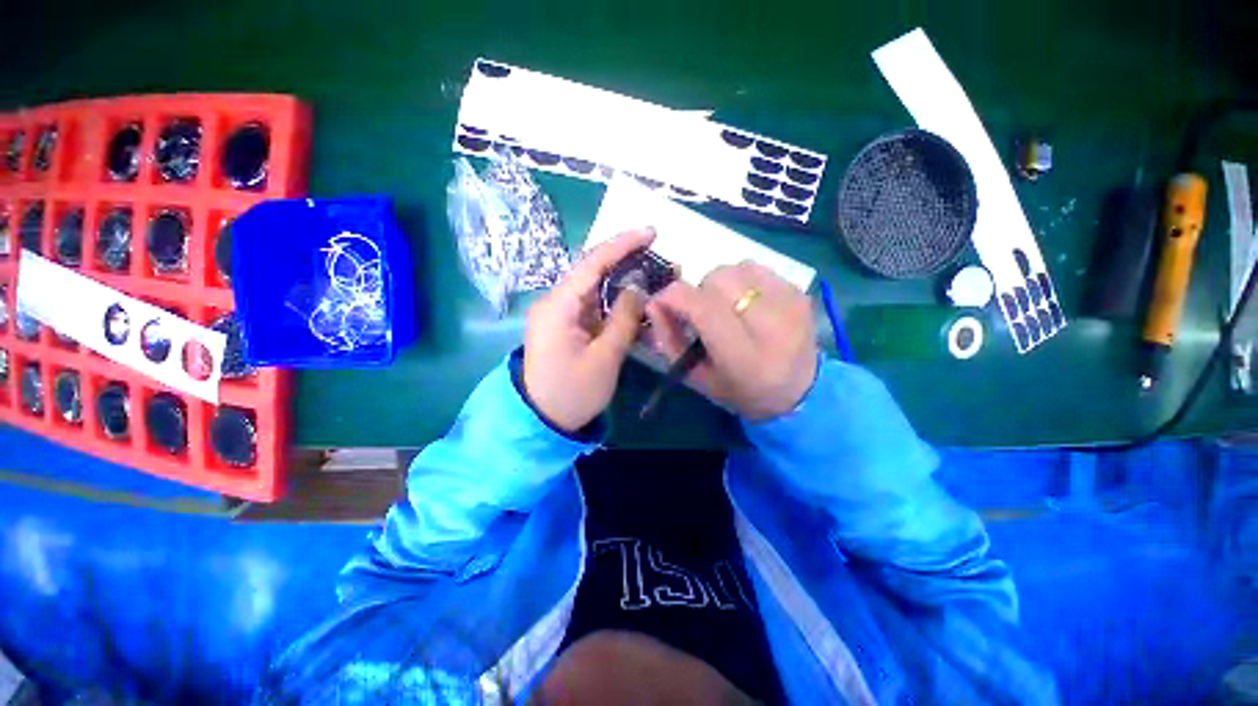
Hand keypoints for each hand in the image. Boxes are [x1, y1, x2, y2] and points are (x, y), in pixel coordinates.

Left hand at [522, 230, 654, 432]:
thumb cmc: (573, 393)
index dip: (622, 245)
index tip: (651, 232)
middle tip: (660, 260)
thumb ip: (623, 319)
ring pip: (596, 289)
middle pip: (593, 272)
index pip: (592, 263)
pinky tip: (636, 304)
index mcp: (558, 306)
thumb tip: (637, 287)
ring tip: (654, 279)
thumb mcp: (604, 358)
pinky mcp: (567, 326)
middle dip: (627, 263)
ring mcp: (560, 314)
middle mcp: (556, 302)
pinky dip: (615, 305)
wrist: (543, 420)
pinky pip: (594, 307)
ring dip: (624, 284)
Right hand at [647, 262, 817, 420]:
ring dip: (720, 284)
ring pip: (735, 268)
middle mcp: (773, 326)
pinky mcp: (800, 291)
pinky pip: (755, 267)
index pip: (703, 308)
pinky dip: (741, 279)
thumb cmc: (741, 391)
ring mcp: (791, 304)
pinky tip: (746, 301)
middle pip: (718, 280)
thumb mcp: (697, 377)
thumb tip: (653, 303)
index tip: (661, 301)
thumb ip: (670, 340)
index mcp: (745, 358)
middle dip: (699, 292)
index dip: (674, 297)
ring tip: (726, 307)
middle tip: (703, 313)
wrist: (801, 391)